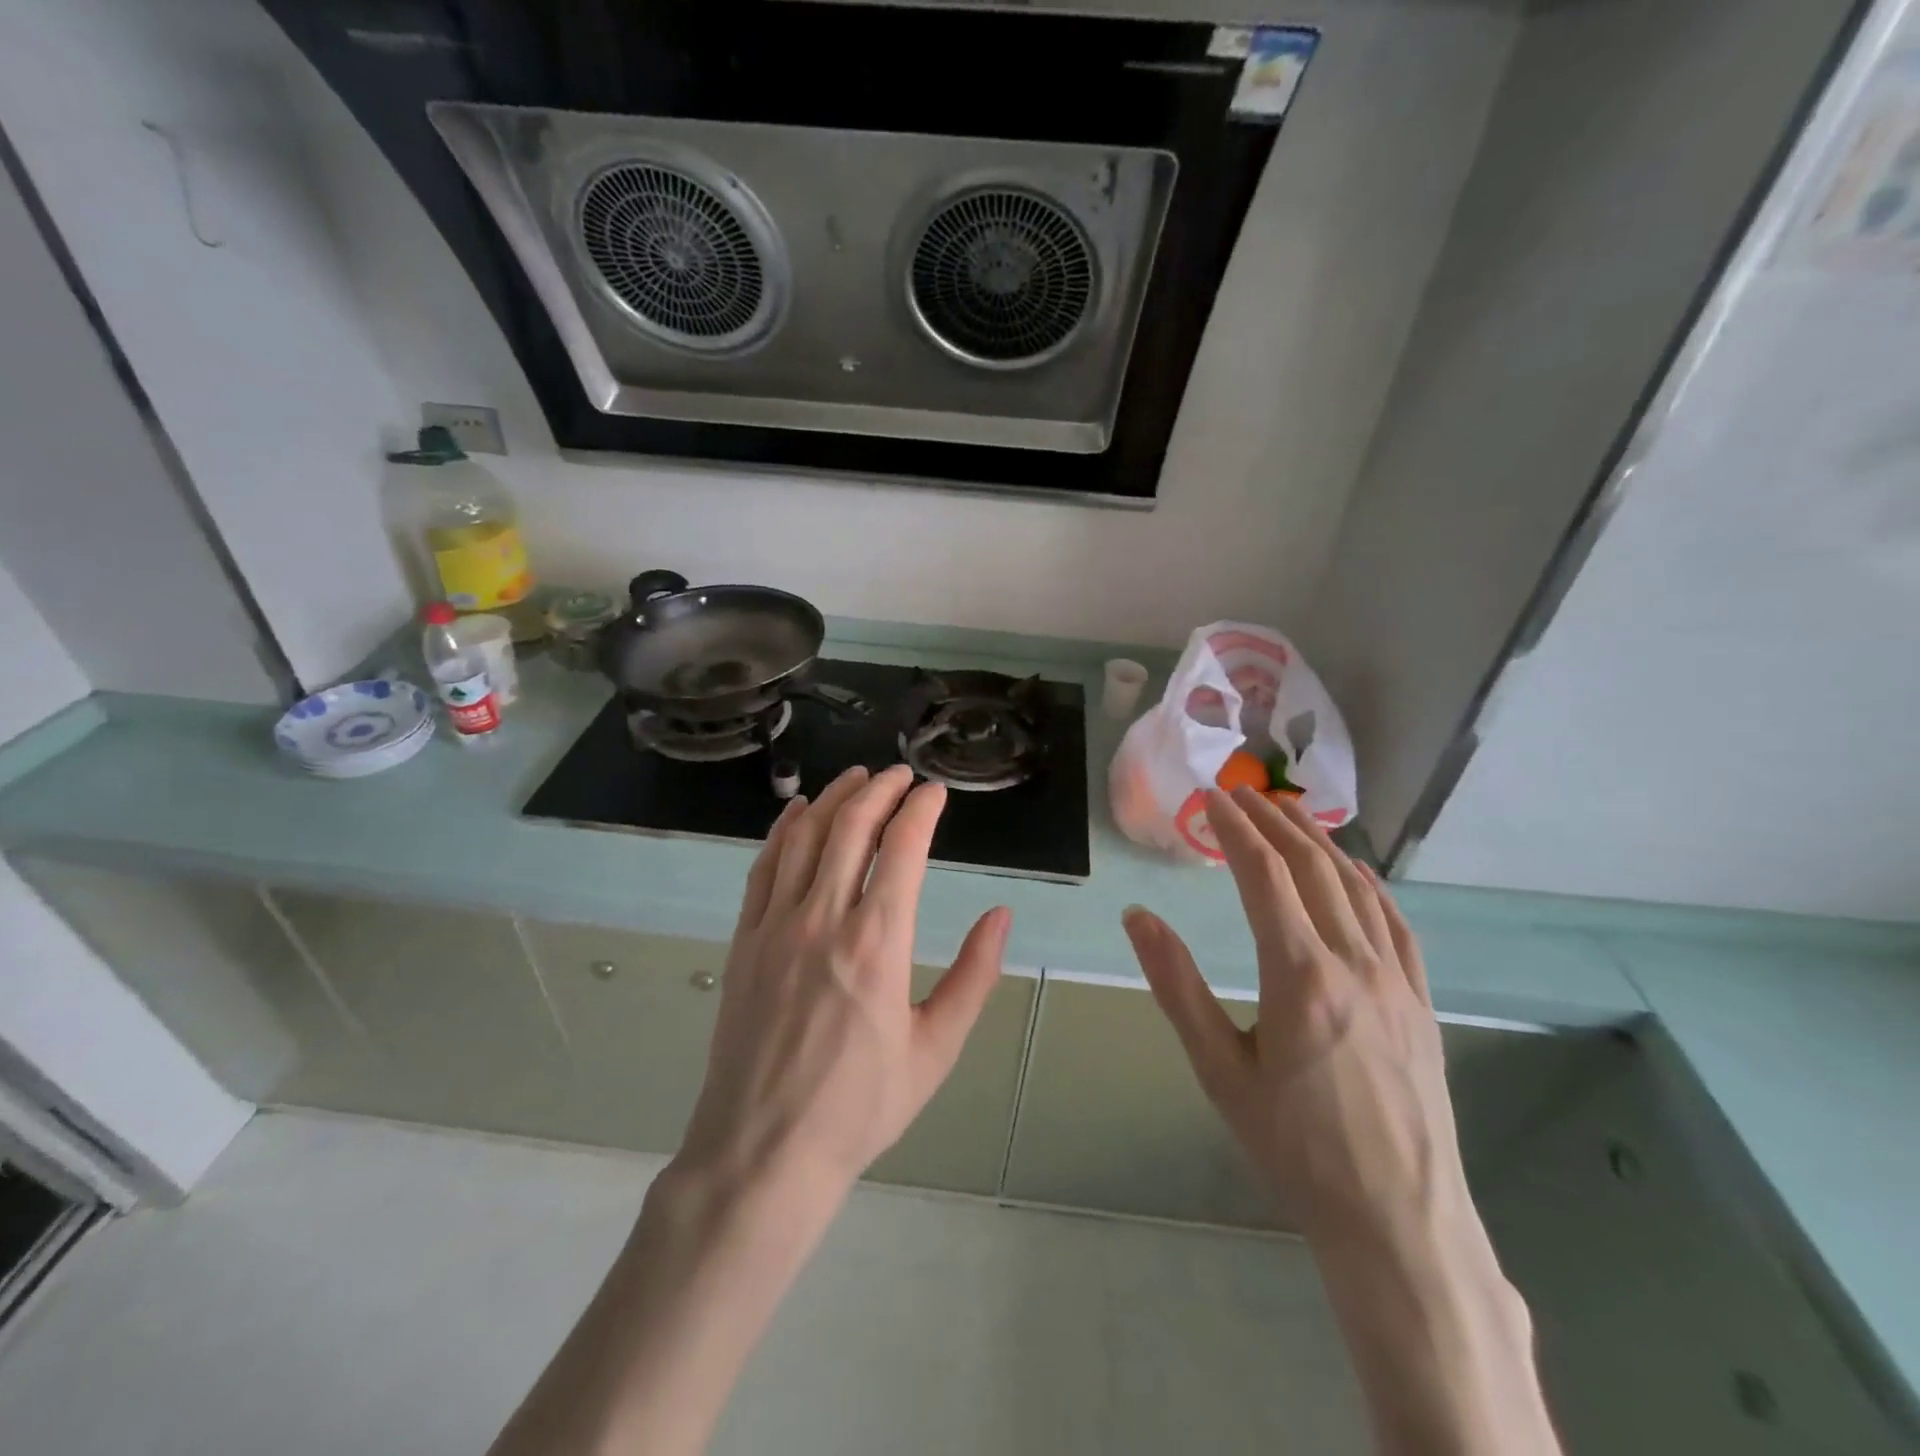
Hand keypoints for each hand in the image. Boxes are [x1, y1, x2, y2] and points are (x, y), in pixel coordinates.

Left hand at [676, 764, 1011, 1196]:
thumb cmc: (860, 1107)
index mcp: (877, 942)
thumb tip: (1000, 916)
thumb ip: (973, 976)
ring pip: (804, 837)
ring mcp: (776, 926)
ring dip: (833, 799)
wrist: (764, 1152)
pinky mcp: (745, 941)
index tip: (935, 792)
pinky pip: (763, 868)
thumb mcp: (935, 1049)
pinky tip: (797, 813)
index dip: (921, 809)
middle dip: (879, 789)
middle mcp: (824, 918)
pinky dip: (782, 831)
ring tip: (855, 777)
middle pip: (851, 827)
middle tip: (900, 774)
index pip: (902, 847)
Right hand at [1123, 786, 1460, 1251]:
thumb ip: (1176, 985)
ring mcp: (1396, 980)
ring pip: (1356, 887)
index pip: (1264, 875)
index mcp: (1300, 976)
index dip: (1234, 829)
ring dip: (1319, 841)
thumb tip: (1137, 916)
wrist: (1398, 1222)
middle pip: (1312, 868)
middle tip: (1241, 792)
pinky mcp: (1420, 1003)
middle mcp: (1354, 963)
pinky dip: (1370, 884)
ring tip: (1289, 811)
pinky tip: (1356, 871)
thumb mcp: (1219, 1069)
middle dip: (1273, 821)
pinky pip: (1395, 924)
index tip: (1210, 798)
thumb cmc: (1294, 1148)